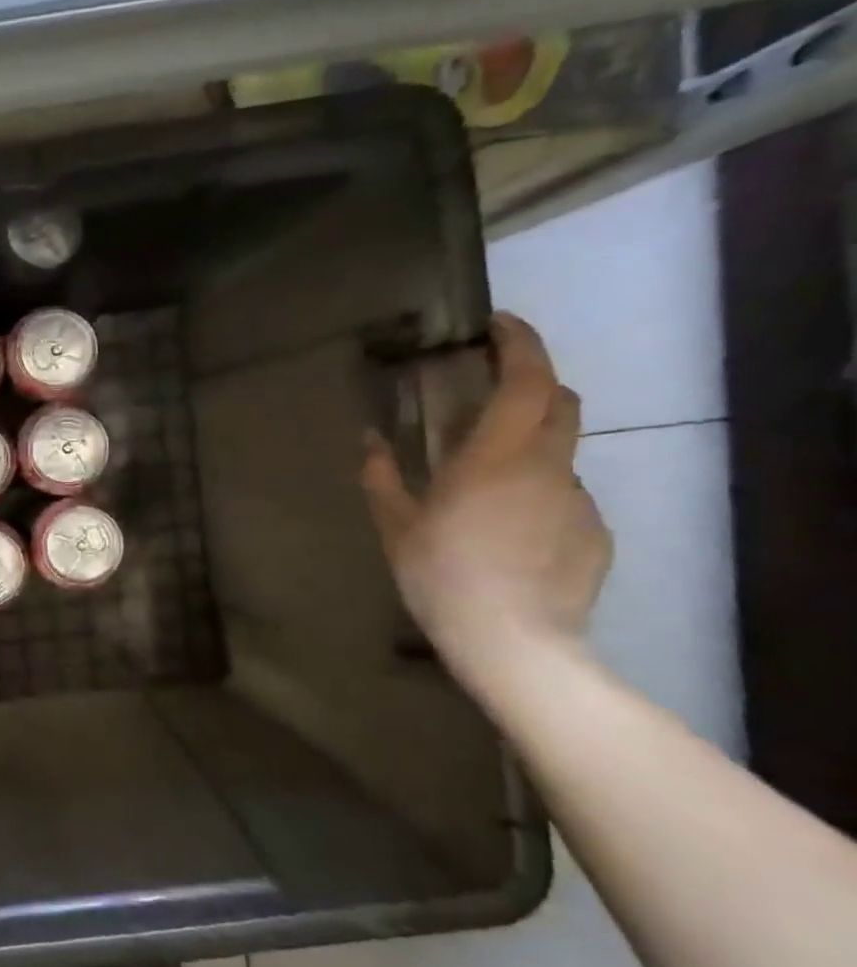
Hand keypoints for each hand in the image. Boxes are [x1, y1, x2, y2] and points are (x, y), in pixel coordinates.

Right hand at [361, 312, 611, 656]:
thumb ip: (381, 477)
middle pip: (560, 402)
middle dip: (533, 382)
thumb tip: (370, 440)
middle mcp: (547, 466)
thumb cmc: (441, 575)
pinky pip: (564, 497)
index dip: (520, 343)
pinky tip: (508, 532)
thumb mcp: (395, 526)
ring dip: (527, 448)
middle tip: (491, 392)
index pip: (528, 380)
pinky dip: (537, 494)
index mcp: (496, 457)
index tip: (498, 324)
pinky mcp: (594, 532)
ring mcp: (577, 500)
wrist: (512, 642)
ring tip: (485, 486)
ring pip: (558, 453)